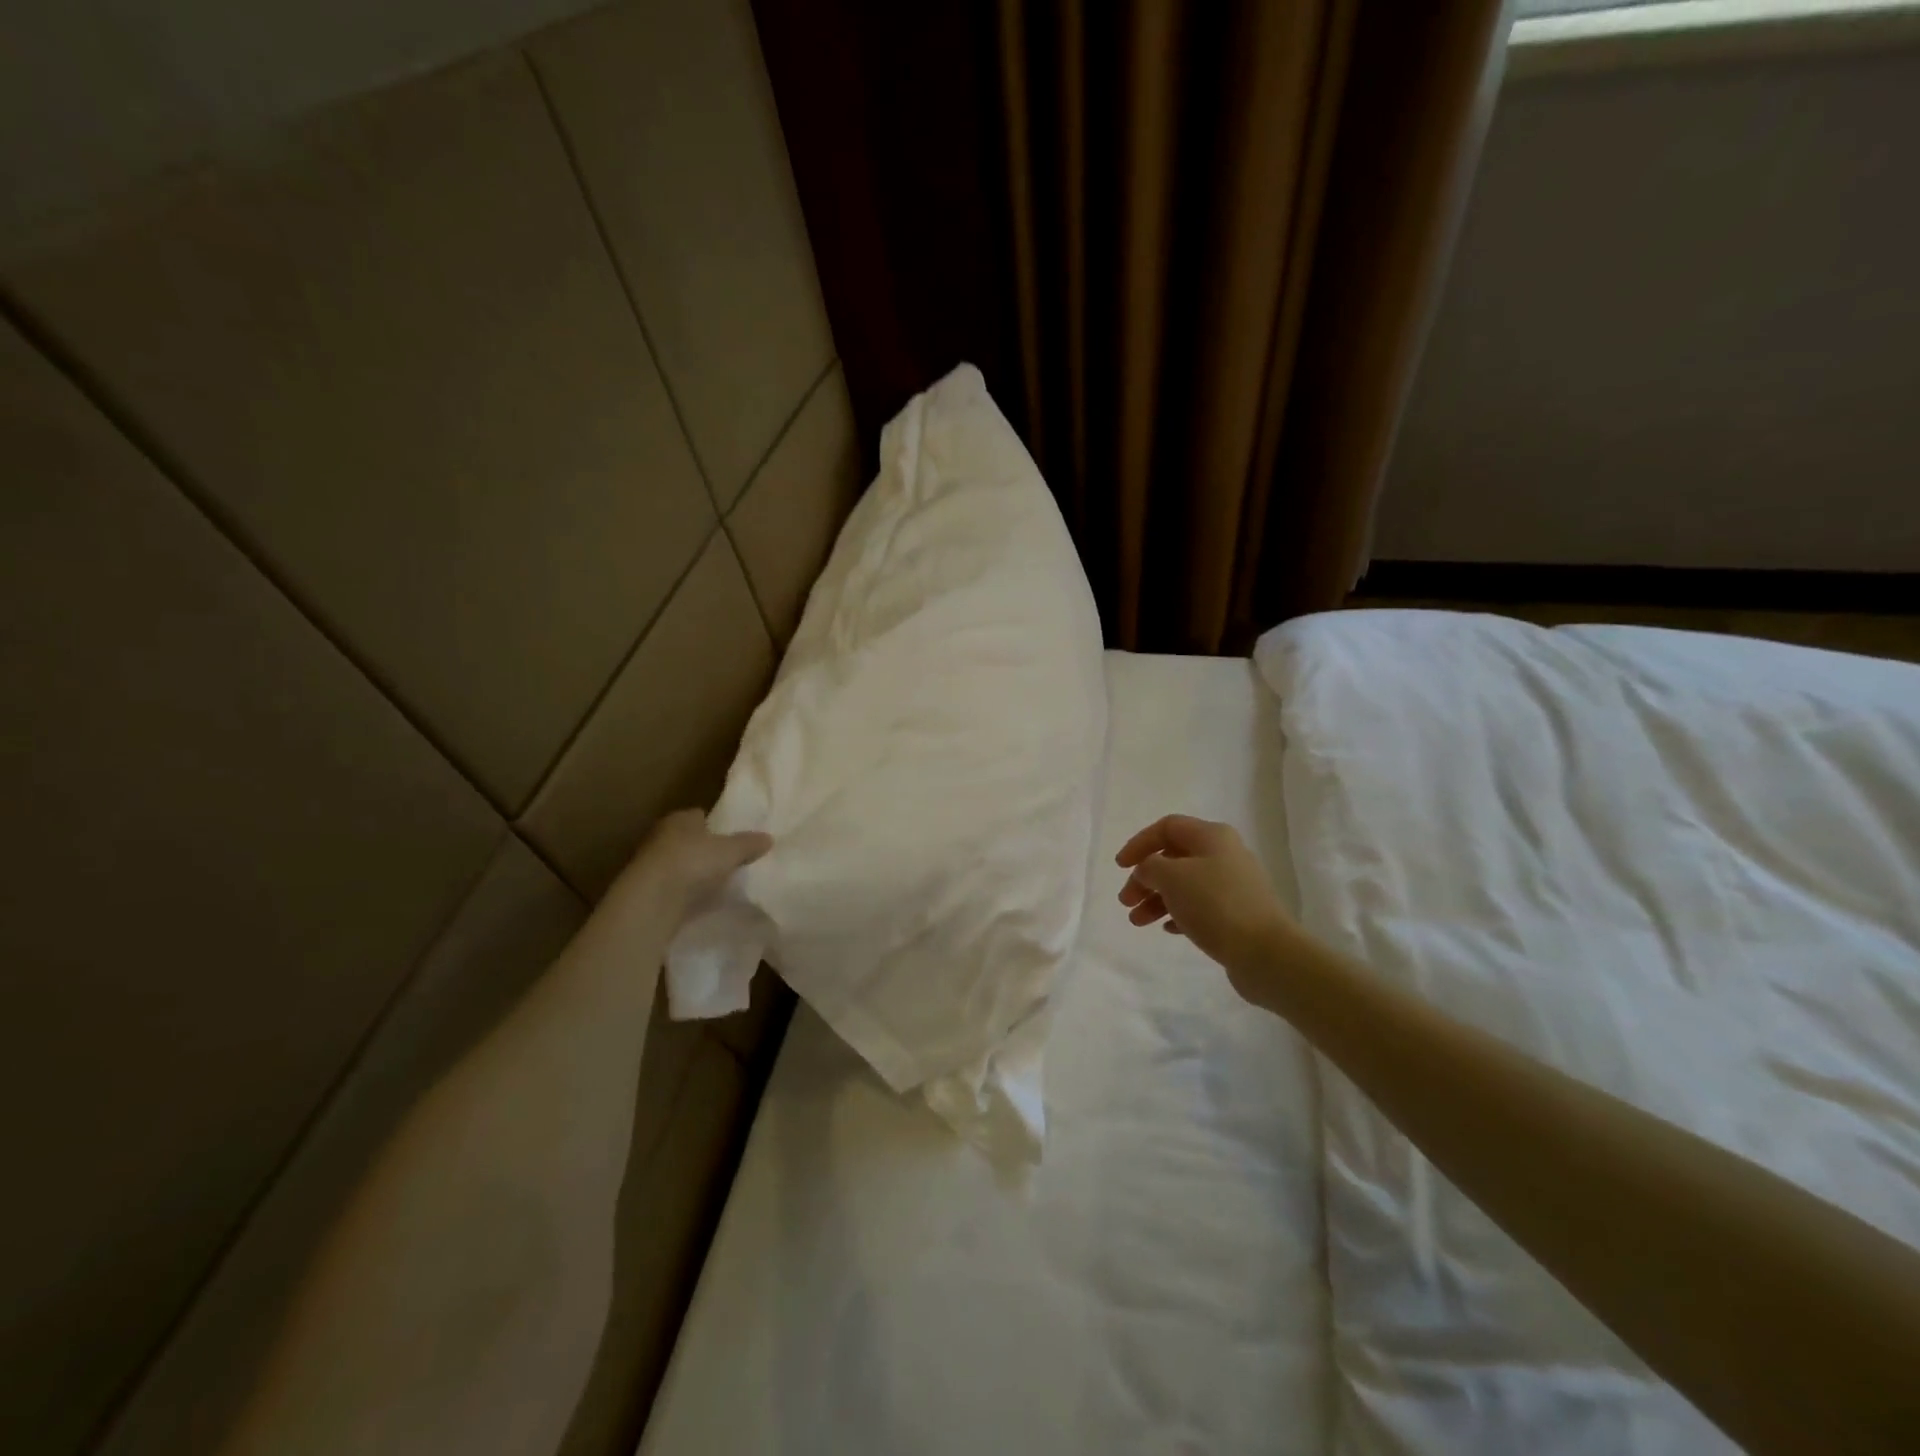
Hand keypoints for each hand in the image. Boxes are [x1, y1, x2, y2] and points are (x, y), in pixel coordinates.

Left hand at [613, 809, 771, 923]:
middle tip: (726, 860)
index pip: (698, 815)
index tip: (730, 837)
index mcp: (680, 819)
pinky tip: (700, 901)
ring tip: (716, 883)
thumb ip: (749, 844)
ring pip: (679, 864)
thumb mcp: (731, 851)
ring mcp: (651, 865)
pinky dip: (685, 893)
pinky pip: (673, 887)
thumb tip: (769, 838)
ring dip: (693, 872)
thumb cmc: (693, 862)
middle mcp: (661, 836)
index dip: (715, 825)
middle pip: (688, 840)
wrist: (652, 899)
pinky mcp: (647, 891)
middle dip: (703, 849)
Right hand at [1116, 815, 1293, 1004]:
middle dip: (1145, 878)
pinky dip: (1179, 913)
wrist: (1265, 952)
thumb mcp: (1172, 877)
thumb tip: (1148, 871)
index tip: (1120, 867)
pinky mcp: (1237, 914)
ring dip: (1157, 899)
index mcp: (1212, 836)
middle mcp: (1225, 854)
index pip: (1167, 827)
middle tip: (1126, 901)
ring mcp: (1233, 885)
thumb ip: (1150, 867)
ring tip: (1138, 921)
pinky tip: (1167, 929)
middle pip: (1174, 858)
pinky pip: (1200, 907)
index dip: (1139, 843)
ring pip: (1185, 885)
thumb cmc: (1215, 904)